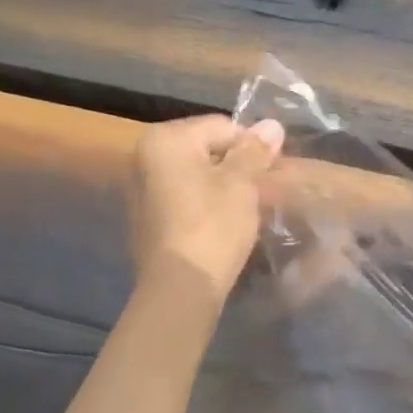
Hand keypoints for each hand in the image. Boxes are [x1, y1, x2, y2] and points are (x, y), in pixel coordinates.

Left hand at [128, 115, 283, 299]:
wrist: (180, 288)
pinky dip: (205, 204)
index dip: (252, 147)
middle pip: (206, 148)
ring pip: (196, 175)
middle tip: (260, 192)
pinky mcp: (146, 217)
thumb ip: (255, 151)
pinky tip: (221, 225)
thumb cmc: (212, 227)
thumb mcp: (241, 184)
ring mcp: (140, 188)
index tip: (270, 173)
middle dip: (236, 166)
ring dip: (222, 186)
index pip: (222, 126)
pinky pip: (184, 197)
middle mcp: (144, 156)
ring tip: (245, 210)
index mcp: (165, 139)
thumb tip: (272, 124)